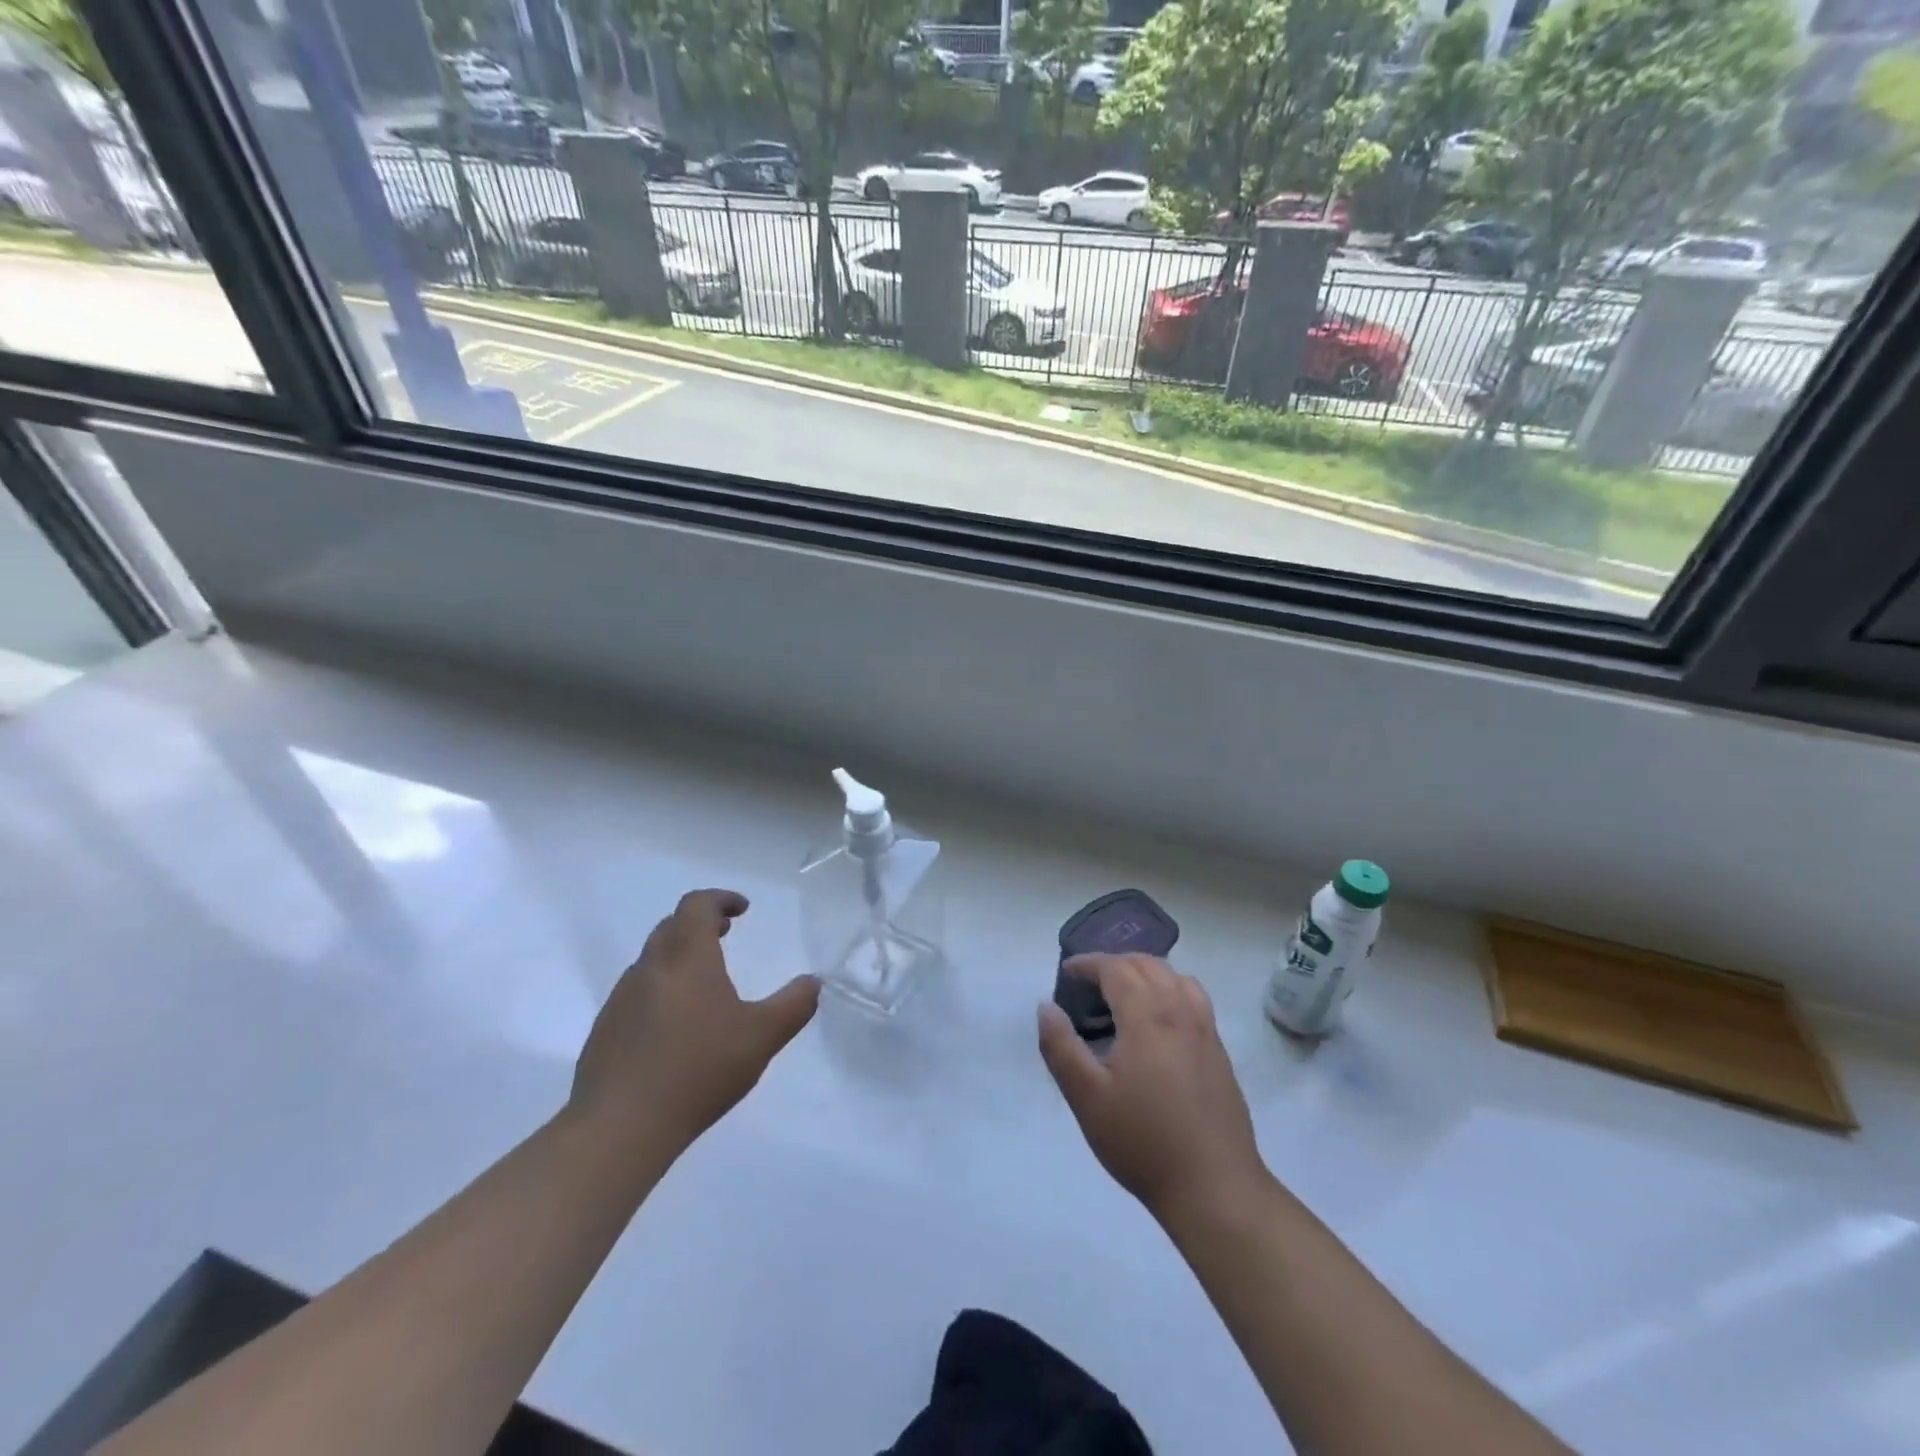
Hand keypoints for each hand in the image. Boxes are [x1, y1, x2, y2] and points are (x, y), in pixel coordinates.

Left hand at [570, 889, 818, 1157]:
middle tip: (726, 935)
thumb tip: (813, 982)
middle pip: (672, 927)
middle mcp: (650, 968)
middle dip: (700, 924)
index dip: (720, 899)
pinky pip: (637, 993)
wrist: (618, 1128)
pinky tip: (676, 1027)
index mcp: (687, 957)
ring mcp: (621, 999)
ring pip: (652, 960)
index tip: (743, 910)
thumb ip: (793, 1005)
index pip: (697, 905)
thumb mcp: (762, 1037)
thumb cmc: (698, 1070)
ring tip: (705, 983)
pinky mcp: (605, 1031)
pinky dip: (661, 989)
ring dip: (680, 956)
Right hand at [1038, 954, 1269, 1226]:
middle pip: (1148, 965)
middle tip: (1090, 981)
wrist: (1214, 1187)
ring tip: (1125, 992)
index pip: (1116, 968)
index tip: (1067, 971)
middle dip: (1116, 963)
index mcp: (1147, 1017)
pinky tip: (1160, 1021)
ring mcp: (1206, 1031)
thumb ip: (1061, 1047)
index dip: (1089, 963)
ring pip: (1177, 977)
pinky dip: (1171, 989)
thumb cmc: (1142, 1142)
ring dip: (1147, 972)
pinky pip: (1195, 999)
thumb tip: (1046, 1006)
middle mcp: (1180, 1012)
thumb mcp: (1087, 1098)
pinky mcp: (1220, 1052)